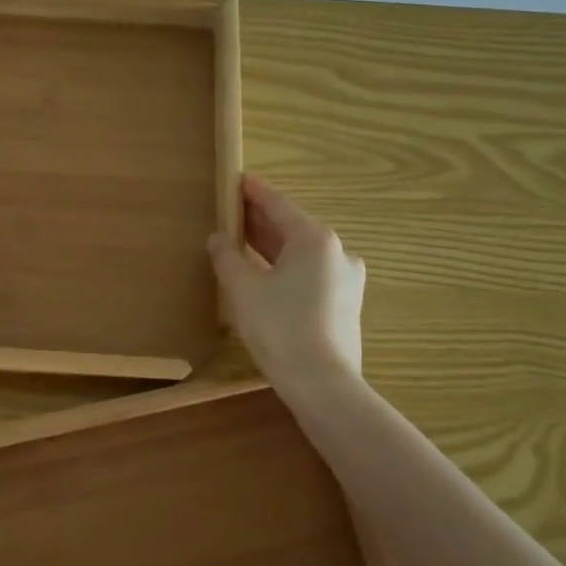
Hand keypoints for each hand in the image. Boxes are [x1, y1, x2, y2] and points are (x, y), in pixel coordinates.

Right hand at [208, 175, 364, 386]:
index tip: (238, 179)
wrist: (323, 385)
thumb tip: (218, 239)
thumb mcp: (243, 289)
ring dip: (273, 247)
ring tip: (243, 243)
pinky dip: (286, 269)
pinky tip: (266, 277)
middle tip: (233, 212)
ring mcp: (347, 281)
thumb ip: (227, 257)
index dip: (254, 192)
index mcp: (315, 240)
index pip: (279, 205)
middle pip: (293, 228)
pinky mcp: (346, 306)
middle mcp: (338, 253)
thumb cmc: (280, 327)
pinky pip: (311, 276)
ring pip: (302, 254)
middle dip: (261, 221)